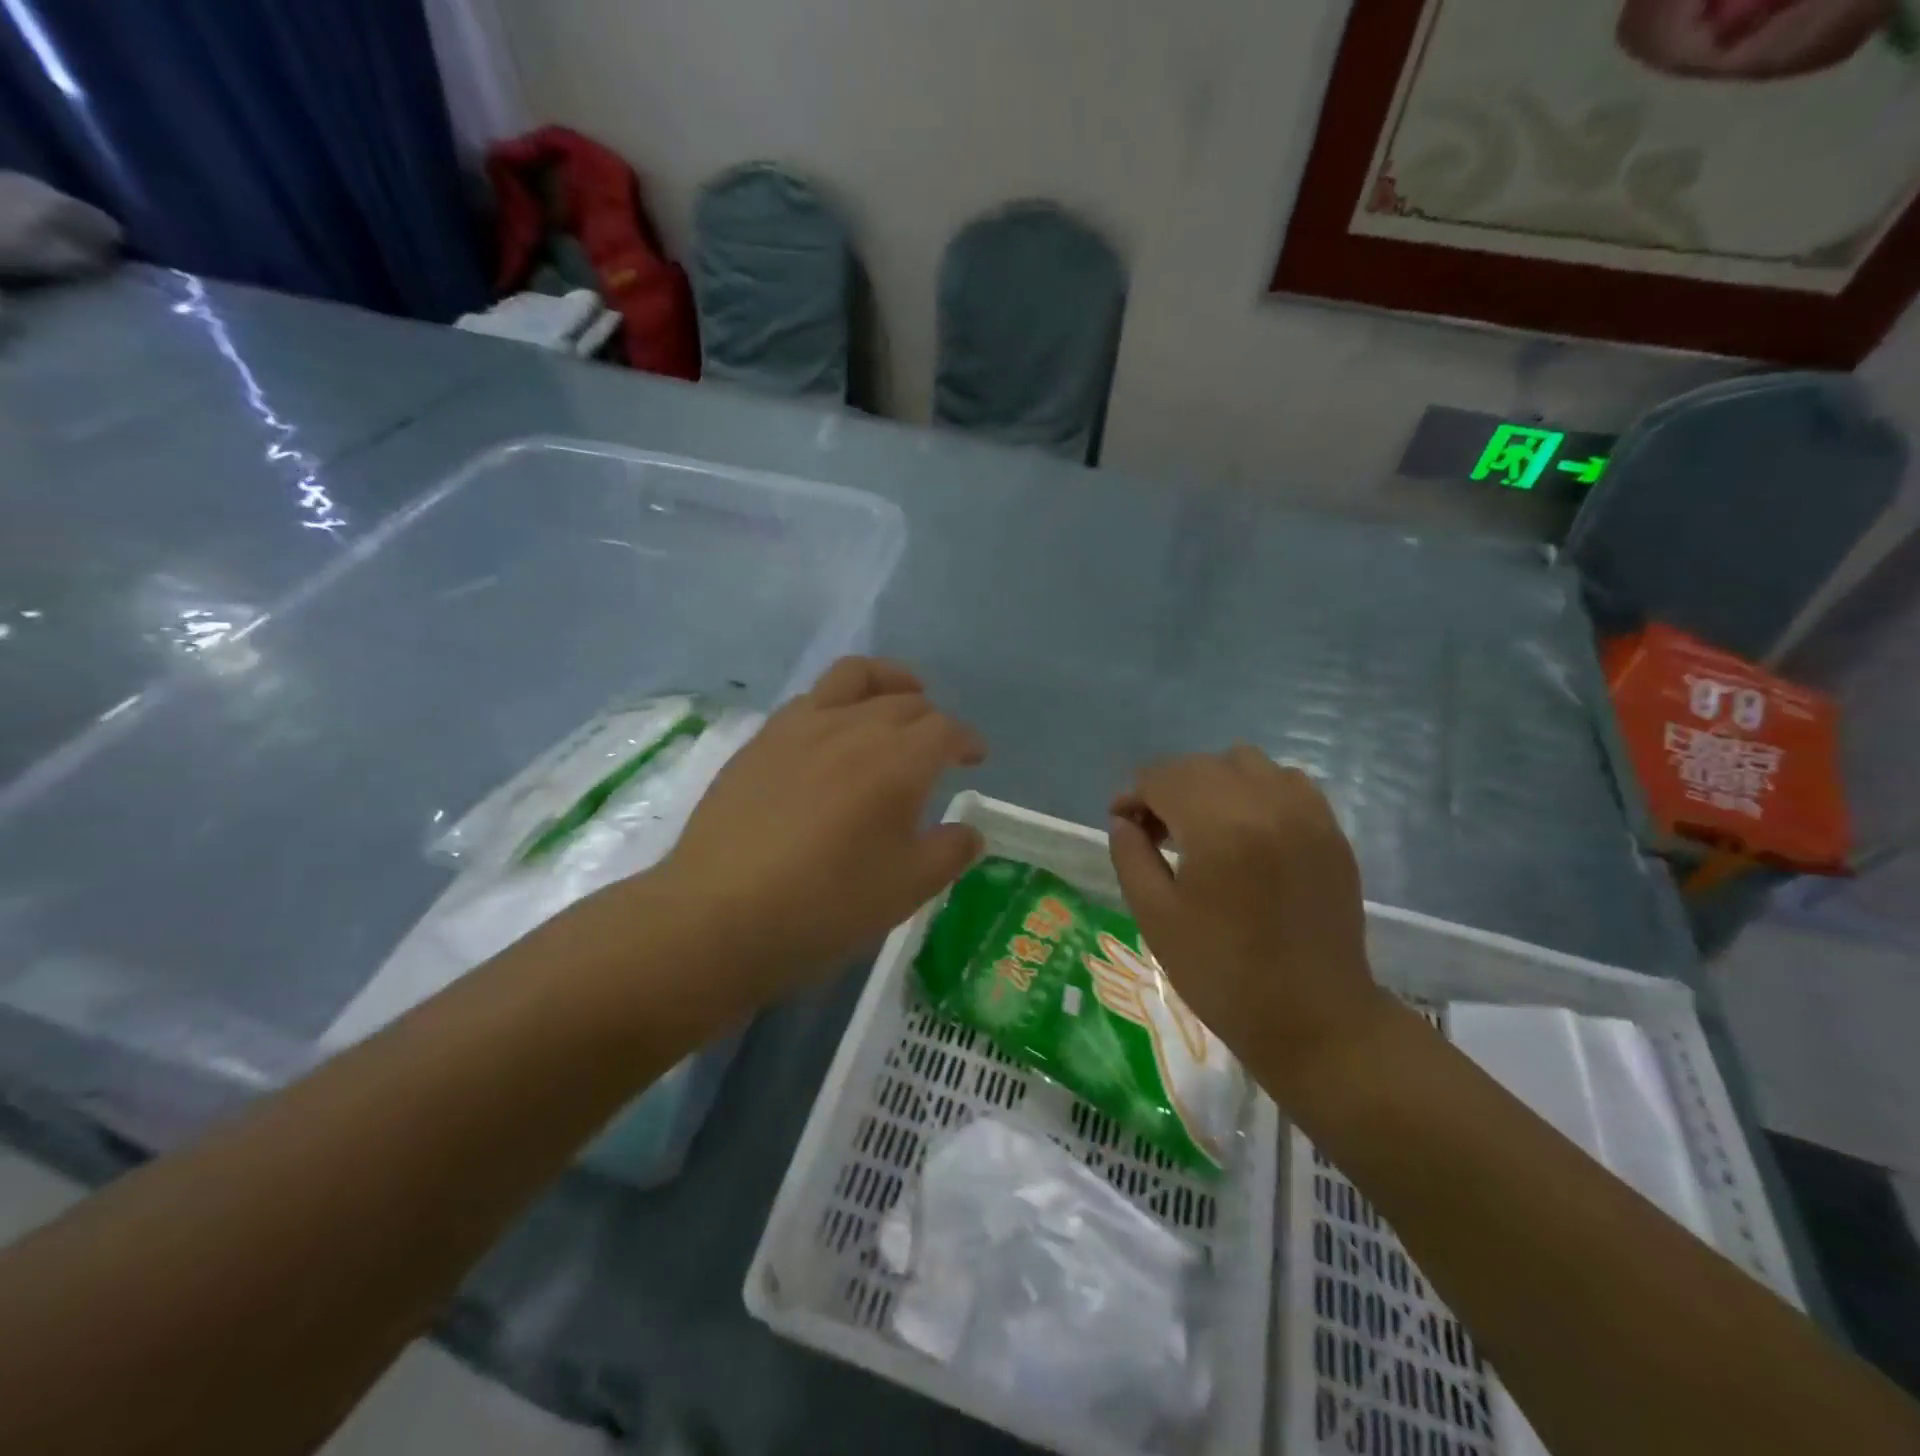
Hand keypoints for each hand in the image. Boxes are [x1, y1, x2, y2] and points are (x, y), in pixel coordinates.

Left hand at [651, 657, 985, 1006]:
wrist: (719, 914)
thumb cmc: (826, 905)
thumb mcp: (907, 889)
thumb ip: (949, 852)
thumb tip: (969, 831)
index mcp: (898, 760)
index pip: (945, 730)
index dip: (967, 740)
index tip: (975, 757)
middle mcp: (854, 727)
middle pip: (905, 702)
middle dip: (932, 720)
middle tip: (937, 748)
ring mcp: (801, 726)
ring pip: (855, 677)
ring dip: (887, 682)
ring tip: (897, 698)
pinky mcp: (762, 739)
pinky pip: (812, 698)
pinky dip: (839, 701)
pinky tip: (833, 732)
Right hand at [1107, 748, 1385, 1092]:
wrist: (1313, 1017)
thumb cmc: (1221, 972)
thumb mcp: (1155, 916)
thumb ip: (1130, 855)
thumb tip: (1124, 819)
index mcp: (1218, 826)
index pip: (1162, 777)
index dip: (1133, 795)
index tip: (1124, 825)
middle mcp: (1265, 803)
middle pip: (1200, 765)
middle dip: (1167, 788)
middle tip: (1155, 831)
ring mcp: (1306, 813)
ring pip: (1245, 762)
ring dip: (1212, 782)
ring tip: (1202, 825)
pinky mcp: (1331, 830)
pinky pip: (1286, 781)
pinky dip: (1257, 790)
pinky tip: (1247, 829)